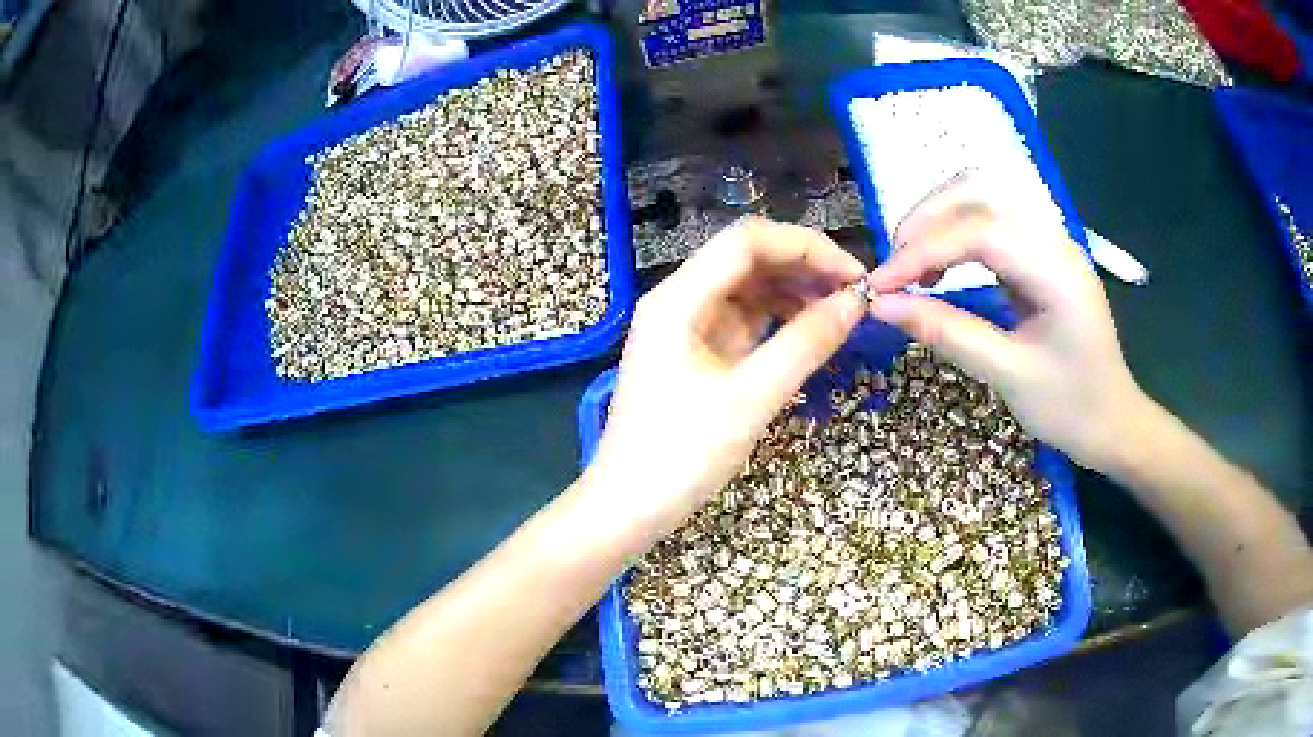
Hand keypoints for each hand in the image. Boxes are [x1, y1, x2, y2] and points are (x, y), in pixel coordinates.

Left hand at [588, 217, 865, 540]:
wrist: (629, 507)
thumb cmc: (683, 455)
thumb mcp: (752, 397)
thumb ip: (806, 343)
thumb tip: (856, 301)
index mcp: (679, 298)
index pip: (748, 241)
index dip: (806, 247)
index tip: (855, 275)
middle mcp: (679, 299)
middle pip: (747, 259)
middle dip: (803, 267)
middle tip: (855, 295)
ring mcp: (685, 326)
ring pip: (747, 288)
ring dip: (794, 292)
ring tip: (840, 313)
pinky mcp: (694, 352)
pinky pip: (742, 319)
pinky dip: (777, 320)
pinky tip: (808, 332)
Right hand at [866, 175, 1148, 470]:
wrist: (1113, 420)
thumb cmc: (1070, 407)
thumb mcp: (1008, 376)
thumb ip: (948, 332)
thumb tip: (883, 306)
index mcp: (1056, 270)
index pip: (979, 231)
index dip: (923, 249)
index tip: (881, 285)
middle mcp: (1054, 239)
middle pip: (978, 193)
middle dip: (925, 221)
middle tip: (894, 270)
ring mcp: (1049, 240)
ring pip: (981, 197)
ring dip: (937, 220)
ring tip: (911, 265)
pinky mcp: (1041, 251)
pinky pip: (990, 220)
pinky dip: (954, 232)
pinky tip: (940, 265)